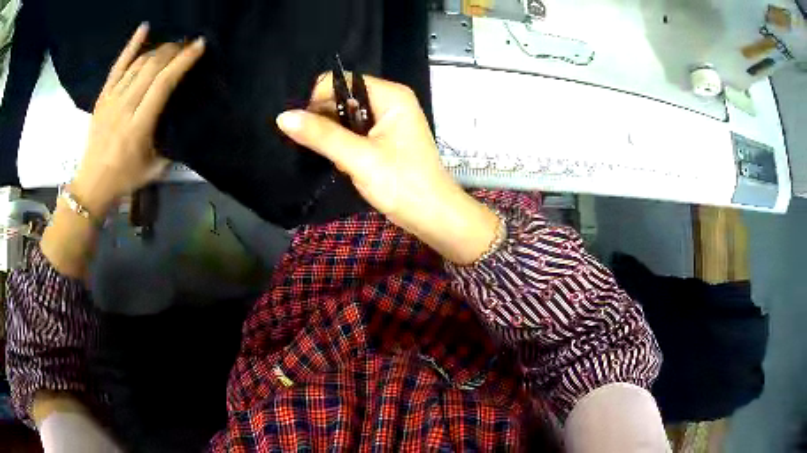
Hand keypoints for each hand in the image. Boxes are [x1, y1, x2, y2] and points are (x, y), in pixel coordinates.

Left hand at [71, 24, 204, 215]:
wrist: (92, 184)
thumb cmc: (125, 179)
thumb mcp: (154, 168)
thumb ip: (170, 144)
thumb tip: (184, 120)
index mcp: (139, 126)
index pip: (163, 84)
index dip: (183, 61)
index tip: (199, 46)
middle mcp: (125, 107)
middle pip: (152, 67)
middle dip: (173, 51)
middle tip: (187, 45)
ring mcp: (112, 99)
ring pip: (138, 63)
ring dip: (159, 50)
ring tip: (172, 46)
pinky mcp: (103, 97)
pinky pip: (118, 66)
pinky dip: (131, 46)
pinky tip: (144, 28)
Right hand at [276, 75, 499, 264]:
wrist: (433, 215)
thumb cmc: (402, 184)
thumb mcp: (358, 158)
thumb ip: (321, 135)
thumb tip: (283, 117)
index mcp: (390, 95)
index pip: (343, 81)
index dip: (318, 98)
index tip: (302, 125)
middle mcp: (390, 101)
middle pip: (344, 96)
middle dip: (324, 118)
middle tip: (312, 144)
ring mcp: (388, 120)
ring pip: (347, 115)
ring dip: (332, 133)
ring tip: (329, 154)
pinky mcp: (384, 138)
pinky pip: (355, 131)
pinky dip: (343, 143)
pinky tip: (341, 160)